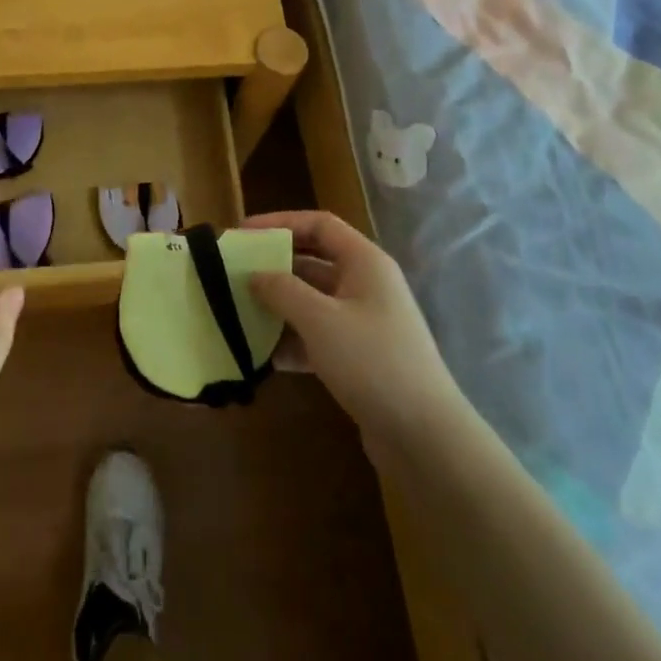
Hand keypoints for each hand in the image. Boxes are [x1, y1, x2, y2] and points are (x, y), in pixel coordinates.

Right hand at [245, 210, 461, 458]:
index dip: (280, 223)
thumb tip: (255, 275)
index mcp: (364, 263)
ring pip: (313, 302)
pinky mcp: (360, 358)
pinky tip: (264, 357)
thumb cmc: (372, 361)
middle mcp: (366, 285)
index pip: (319, 225)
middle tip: (235, 273)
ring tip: (240, 313)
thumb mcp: (319, 320)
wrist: (425, 437)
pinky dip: (293, 341)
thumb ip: (282, 290)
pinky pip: (319, 337)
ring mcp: (365, 323)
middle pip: (313, 262)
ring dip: (279, 306)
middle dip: (274, 267)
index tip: (243, 234)